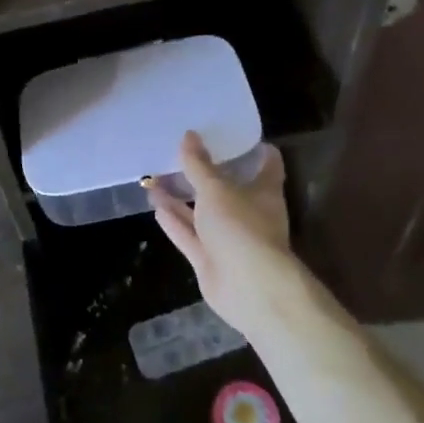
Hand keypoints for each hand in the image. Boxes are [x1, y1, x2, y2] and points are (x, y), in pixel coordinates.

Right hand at [145, 132, 300, 342]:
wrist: (248, 289)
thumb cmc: (242, 227)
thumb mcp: (216, 189)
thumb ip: (198, 165)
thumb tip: (188, 135)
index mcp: (264, 192)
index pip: (267, 164)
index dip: (253, 149)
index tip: (234, 133)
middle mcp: (249, 213)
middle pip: (228, 188)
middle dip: (206, 173)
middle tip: (183, 151)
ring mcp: (229, 238)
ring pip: (202, 212)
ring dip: (181, 197)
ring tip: (157, 175)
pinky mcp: (210, 259)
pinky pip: (189, 235)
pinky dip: (174, 221)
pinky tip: (155, 205)